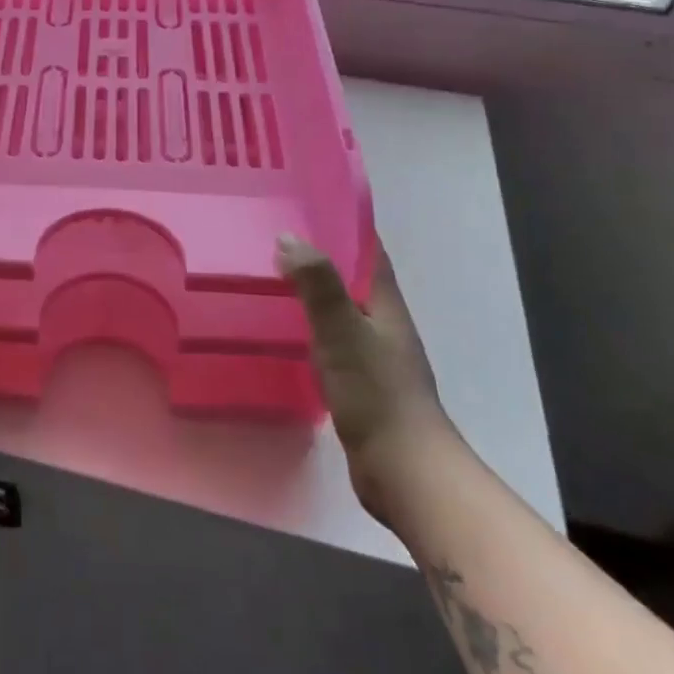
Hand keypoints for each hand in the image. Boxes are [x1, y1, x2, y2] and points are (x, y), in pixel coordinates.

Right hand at [277, 234, 454, 523]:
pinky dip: (308, 326)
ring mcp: (373, 355)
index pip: (368, 251)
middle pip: (352, 278)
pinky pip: (330, 340)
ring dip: (312, 292)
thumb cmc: (376, 394)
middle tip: (273, 236)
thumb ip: (318, 285)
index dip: (344, 224)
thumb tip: (289, 237)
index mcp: (386, 305)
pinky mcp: (359, 383)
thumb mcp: (343, 332)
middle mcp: (383, 324)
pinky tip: (283, 330)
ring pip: (339, 309)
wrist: (403, 471)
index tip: (308, 202)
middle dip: (319, 255)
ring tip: (270, 276)